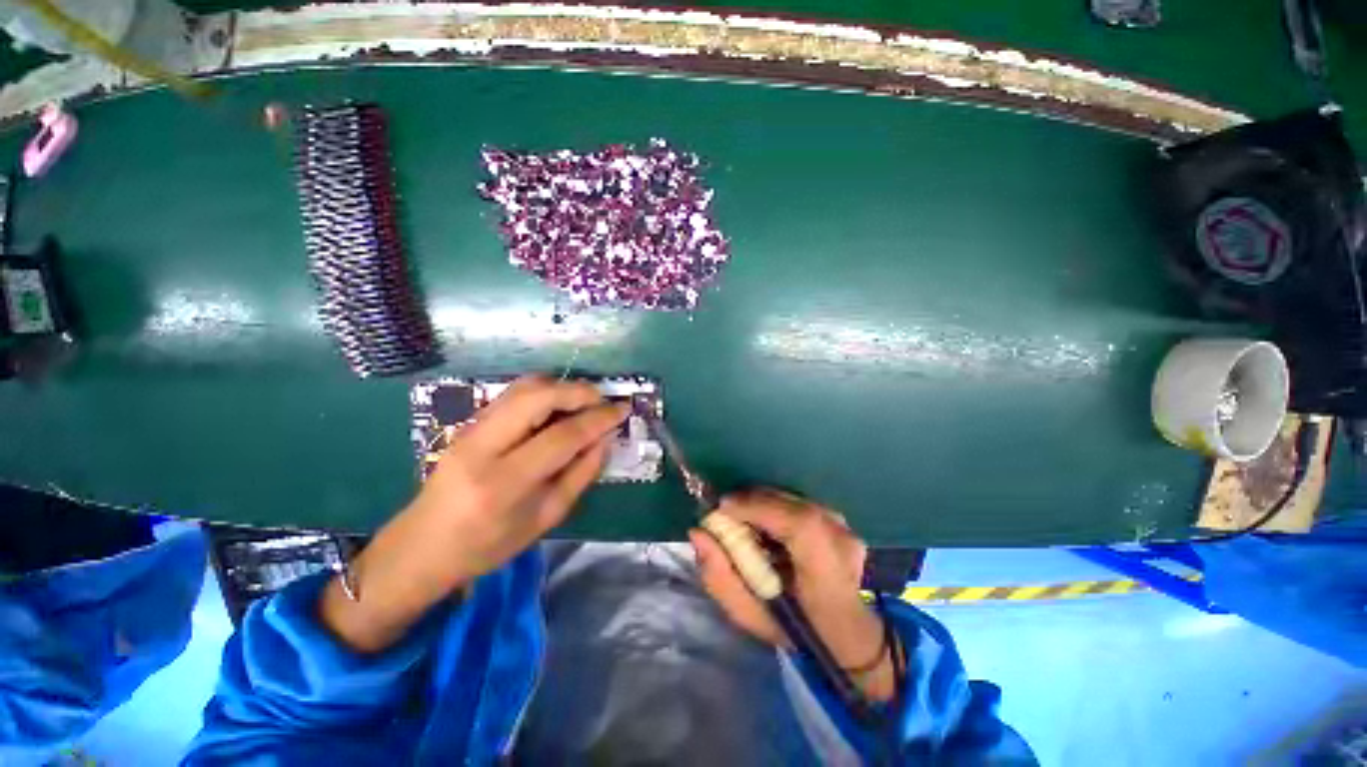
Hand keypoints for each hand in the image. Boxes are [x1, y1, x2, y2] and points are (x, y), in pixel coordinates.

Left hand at [322, 376, 627, 651]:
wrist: (423, 545)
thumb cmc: (489, 544)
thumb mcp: (546, 518)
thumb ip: (581, 474)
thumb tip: (606, 438)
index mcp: (504, 483)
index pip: (561, 436)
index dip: (598, 419)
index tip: (622, 409)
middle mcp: (483, 447)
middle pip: (537, 396)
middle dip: (578, 391)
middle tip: (603, 400)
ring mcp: (470, 429)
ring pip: (523, 388)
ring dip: (561, 387)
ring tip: (585, 401)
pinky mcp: (468, 422)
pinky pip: (513, 394)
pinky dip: (543, 391)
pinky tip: (558, 406)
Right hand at [690, 489, 897, 700]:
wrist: (845, 632)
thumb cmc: (794, 630)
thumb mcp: (749, 615)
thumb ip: (720, 577)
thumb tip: (698, 533)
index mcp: (828, 574)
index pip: (799, 525)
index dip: (758, 508)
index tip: (722, 508)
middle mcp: (842, 541)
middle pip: (790, 504)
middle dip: (751, 502)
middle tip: (726, 514)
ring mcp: (844, 527)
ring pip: (791, 499)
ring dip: (761, 503)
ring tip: (742, 519)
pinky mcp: (839, 519)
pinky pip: (798, 502)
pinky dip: (774, 506)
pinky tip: (764, 523)